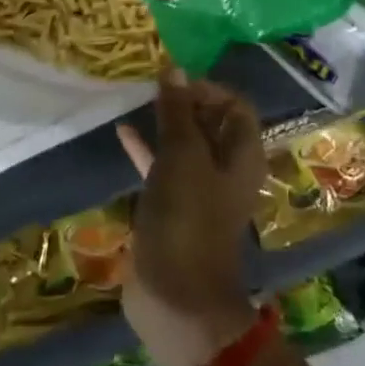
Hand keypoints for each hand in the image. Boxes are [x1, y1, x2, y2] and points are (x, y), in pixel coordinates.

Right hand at [117, 69, 265, 365]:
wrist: (176, 297)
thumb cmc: (187, 219)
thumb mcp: (182, 156)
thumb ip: (178, 112)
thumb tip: (175, 68)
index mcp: (242, 155)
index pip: (235, 105)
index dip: (208, 88)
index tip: (174, 81)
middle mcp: (225, 169)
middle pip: (210, 123)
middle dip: (184, 100)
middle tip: (150, 81)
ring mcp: (198, 190)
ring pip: (184, 144)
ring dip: (164, 122)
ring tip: (136, 97)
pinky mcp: (172, 208)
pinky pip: (161, 167)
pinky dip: (146, 149)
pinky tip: (121, 131)